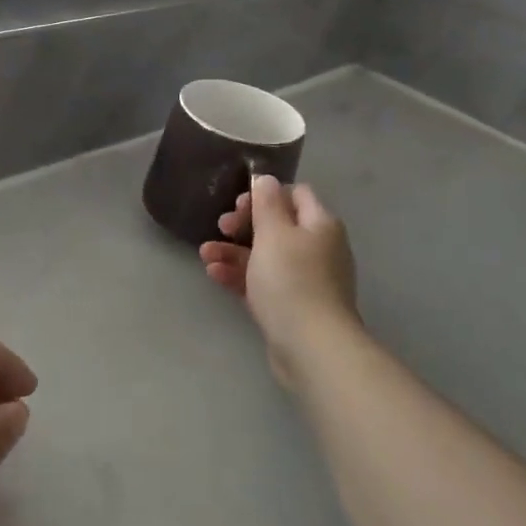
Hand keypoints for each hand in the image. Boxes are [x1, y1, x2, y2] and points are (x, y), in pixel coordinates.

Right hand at [200, 175, 359, 384]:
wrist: (311, 347)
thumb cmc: (292, 281)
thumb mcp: (274, 233)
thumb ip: (267, 202)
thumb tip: (266, 179)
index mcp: (320, 224)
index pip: (295, 194)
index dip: (266, 194)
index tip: (238, 204)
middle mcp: (318, 248)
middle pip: (278, 226)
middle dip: (244, 224)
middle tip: (221, 227)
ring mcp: (306, 279)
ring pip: (266, 256)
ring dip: (234, 251)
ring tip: (205, 254)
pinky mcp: (292, 307)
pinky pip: (264, 283)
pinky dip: (241, 276)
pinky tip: (215, 275)